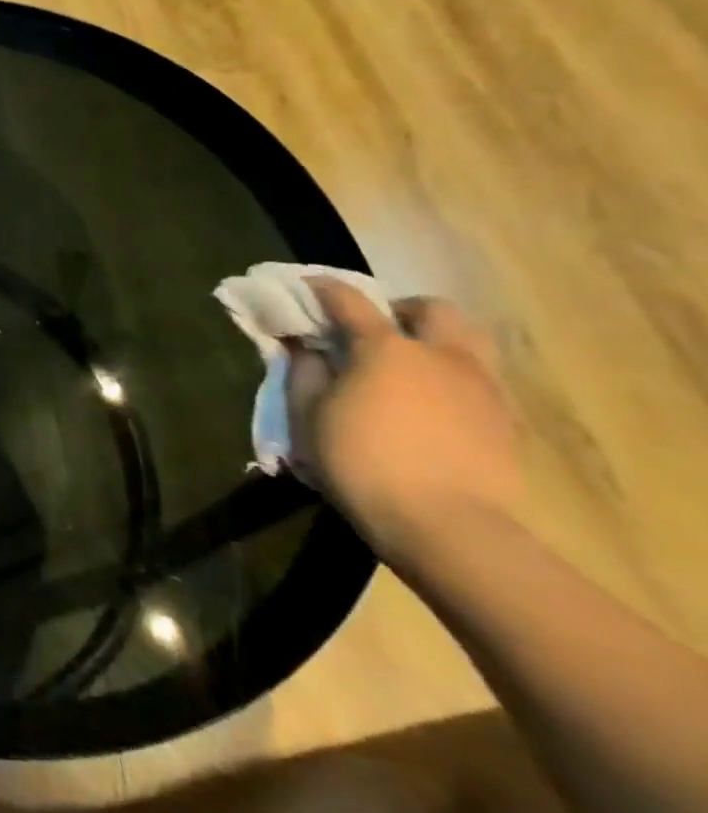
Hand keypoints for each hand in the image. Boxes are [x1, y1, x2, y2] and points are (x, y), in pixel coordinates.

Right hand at [286, 279, 521, 563]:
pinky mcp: (506, 421)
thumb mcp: (309, 415)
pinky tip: (437, 402)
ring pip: (470, 340)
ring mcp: (482, 387)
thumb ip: (305, 372)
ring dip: (440, 339)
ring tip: (415, 361)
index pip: (350, 301)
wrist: (445, 526)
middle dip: (402, 309)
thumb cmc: (361, 462)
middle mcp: (440, 355)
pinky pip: (483, 380)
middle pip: (432, 309)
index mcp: (386, 348)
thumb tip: (307, 348)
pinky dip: (457, 377)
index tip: (309, 286)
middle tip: (378, 327)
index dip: (325, 289)